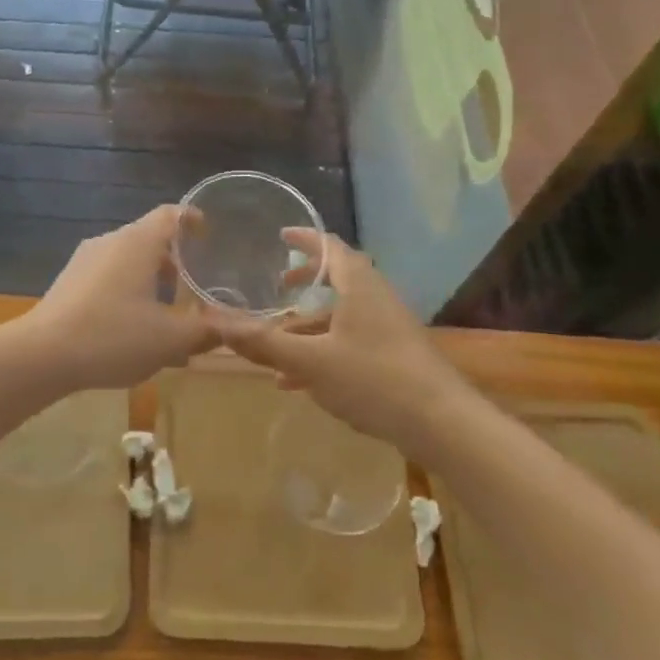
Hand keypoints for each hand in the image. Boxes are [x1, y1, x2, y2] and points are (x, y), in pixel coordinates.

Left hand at [25, 206, 217, 388]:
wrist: (42, 355)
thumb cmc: (112, 336)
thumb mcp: (169, 339)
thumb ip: (206, 330)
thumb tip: (236, 327)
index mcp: (138, 242)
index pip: (171, 214)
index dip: (193, 219)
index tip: (208, 234)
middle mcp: (111, 241)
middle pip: (149, 238)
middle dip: (174, 260)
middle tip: (195, 284)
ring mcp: (85, 260)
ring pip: (127, 260)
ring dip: (150, 280)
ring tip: (167, 313)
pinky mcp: (68, 282)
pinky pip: (108, 276)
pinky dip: (127, 291)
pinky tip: (132, 328)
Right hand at [220, 230, 461, 451]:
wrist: (444, 424)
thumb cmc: (375, 379)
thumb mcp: (311, 362)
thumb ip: (264, 343)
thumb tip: (215, 322)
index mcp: (358, 285)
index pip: (329, 245)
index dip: (303, 238)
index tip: (279, 235)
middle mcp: (375, 297)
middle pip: (337, 278)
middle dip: (305, 281)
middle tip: (277, 285)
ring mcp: (389, 327)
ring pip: (342, 314)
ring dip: (309, 323)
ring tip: (277, 341)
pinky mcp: (395, 355)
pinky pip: (351, 340)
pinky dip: (323, 348)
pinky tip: (298, 381)